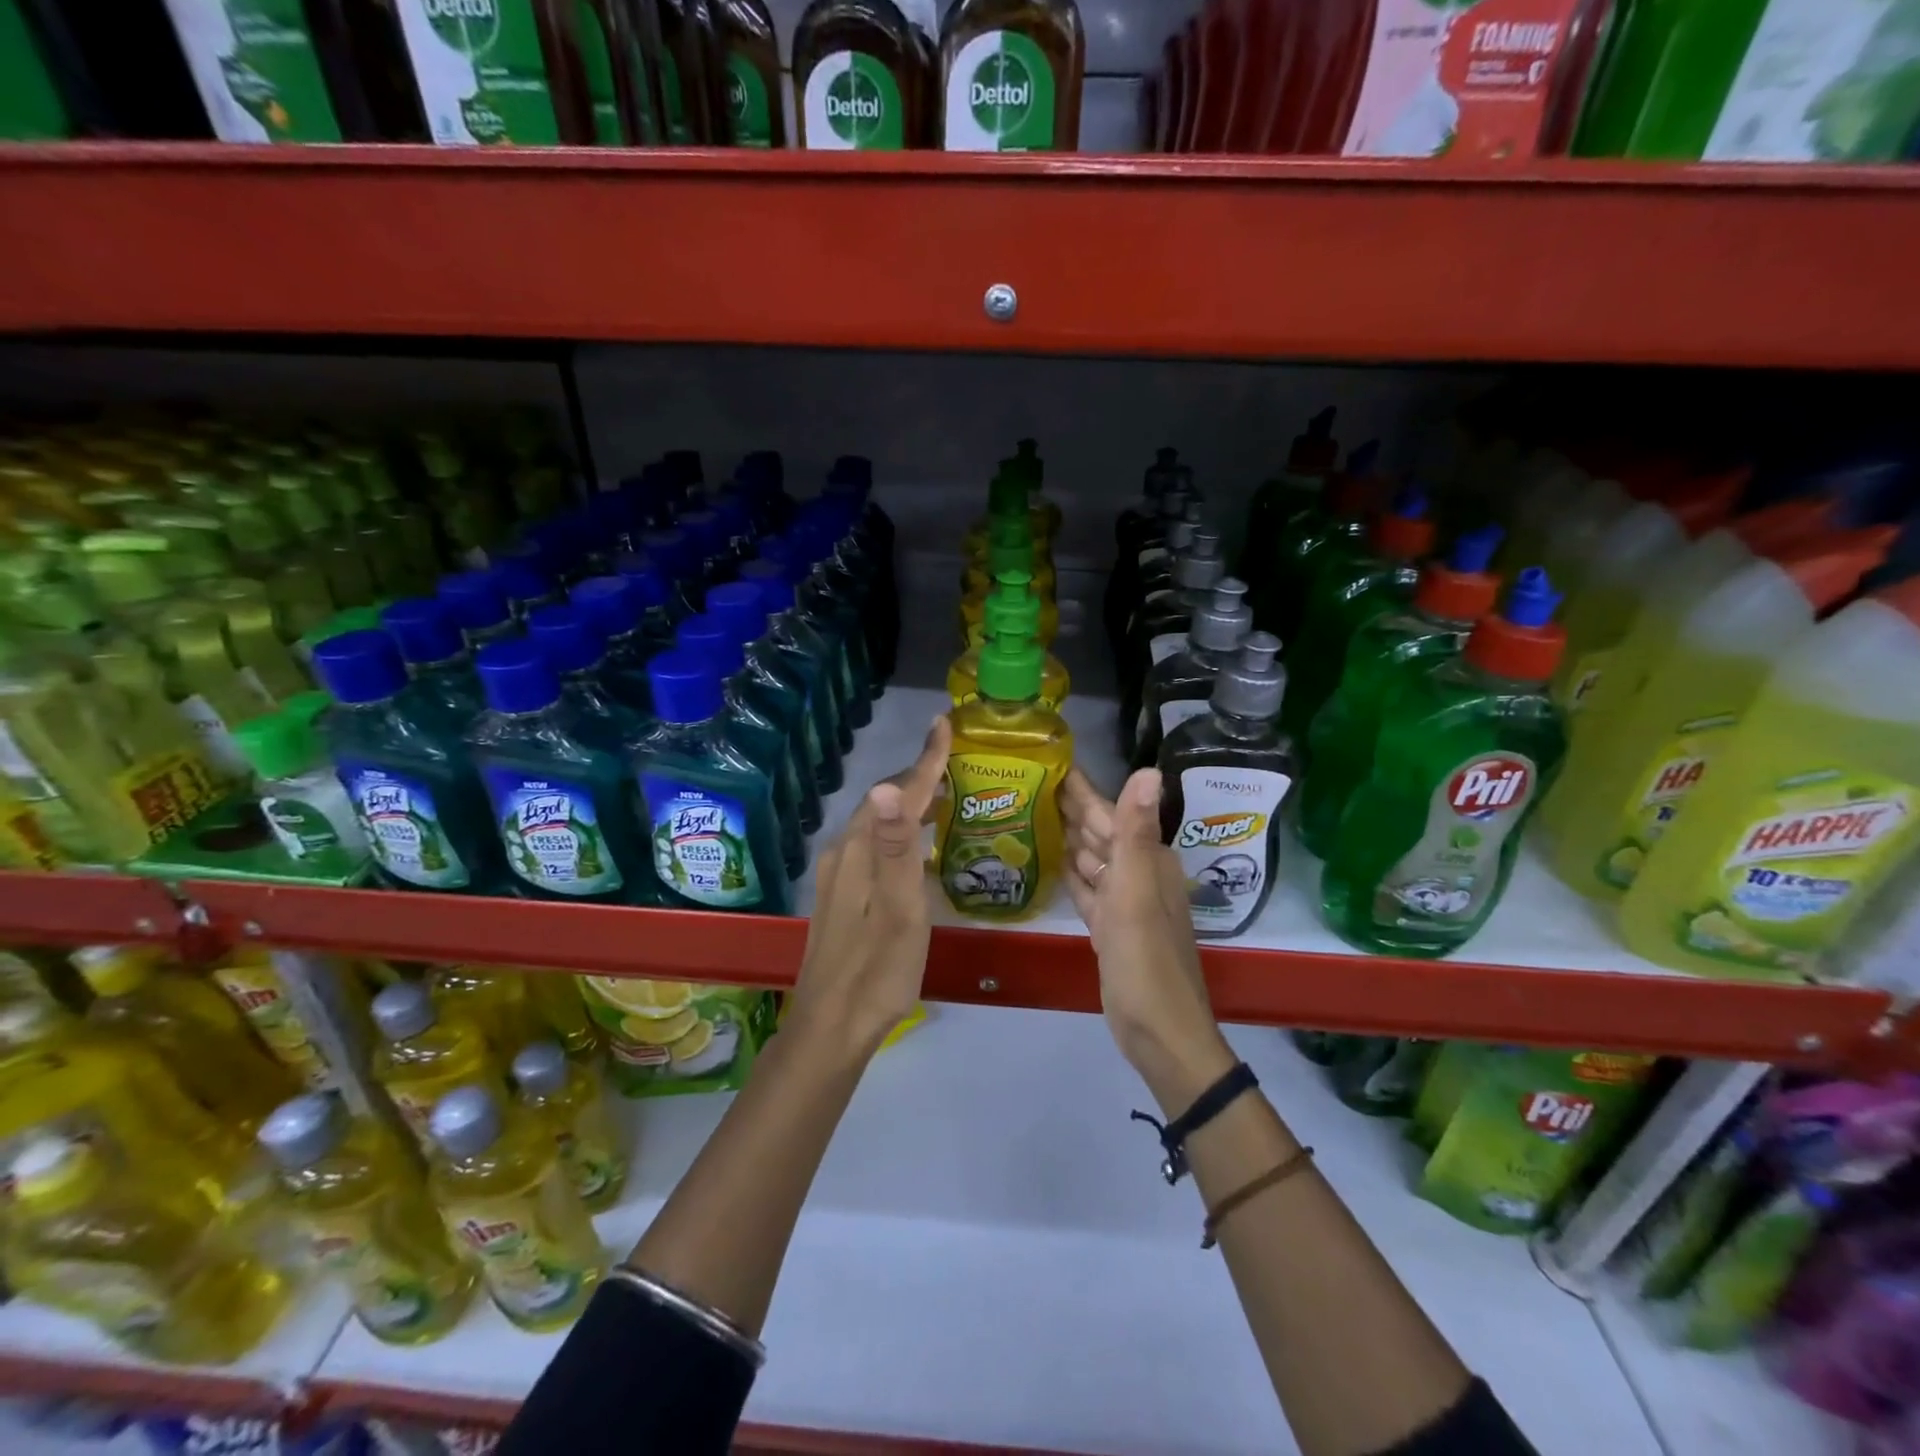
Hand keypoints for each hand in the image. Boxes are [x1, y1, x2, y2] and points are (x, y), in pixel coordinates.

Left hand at [784, 715, 952, 1066]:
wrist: (832, 1027)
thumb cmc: (878, 971)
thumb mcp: (899, 910)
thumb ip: (897, 848)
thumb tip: (888, 787)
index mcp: (860, 852)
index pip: (897, 792)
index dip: (926, 759)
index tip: (945, 725)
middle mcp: (843, 853)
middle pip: (885, 802)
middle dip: (919, 776)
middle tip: (955, 762)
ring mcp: (837, 875)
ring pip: (877, 823)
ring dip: (909, 804)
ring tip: (943, 796)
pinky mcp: (839, 895)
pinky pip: (872, 844)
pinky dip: (898, 830)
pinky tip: (914, 845)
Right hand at [1062, 767, 1233, 1112]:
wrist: (1159, 1032)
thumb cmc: (1146, 960)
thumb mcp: (1137, 891)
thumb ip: (1135, 831)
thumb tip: (1149, 769)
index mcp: (1146, 860)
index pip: (1109, 811)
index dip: (1081, 787)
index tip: (1051, 759)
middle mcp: (1137, 874)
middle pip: (1099, 832)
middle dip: (1069, 807)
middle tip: (1027, 779)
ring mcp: (1123, 903)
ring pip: (1092, 858)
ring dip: (1067, 836)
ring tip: (1031, 812)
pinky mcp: (1109, 928)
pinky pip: (1087, 889)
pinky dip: (1071, 873)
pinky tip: (1051, 859)